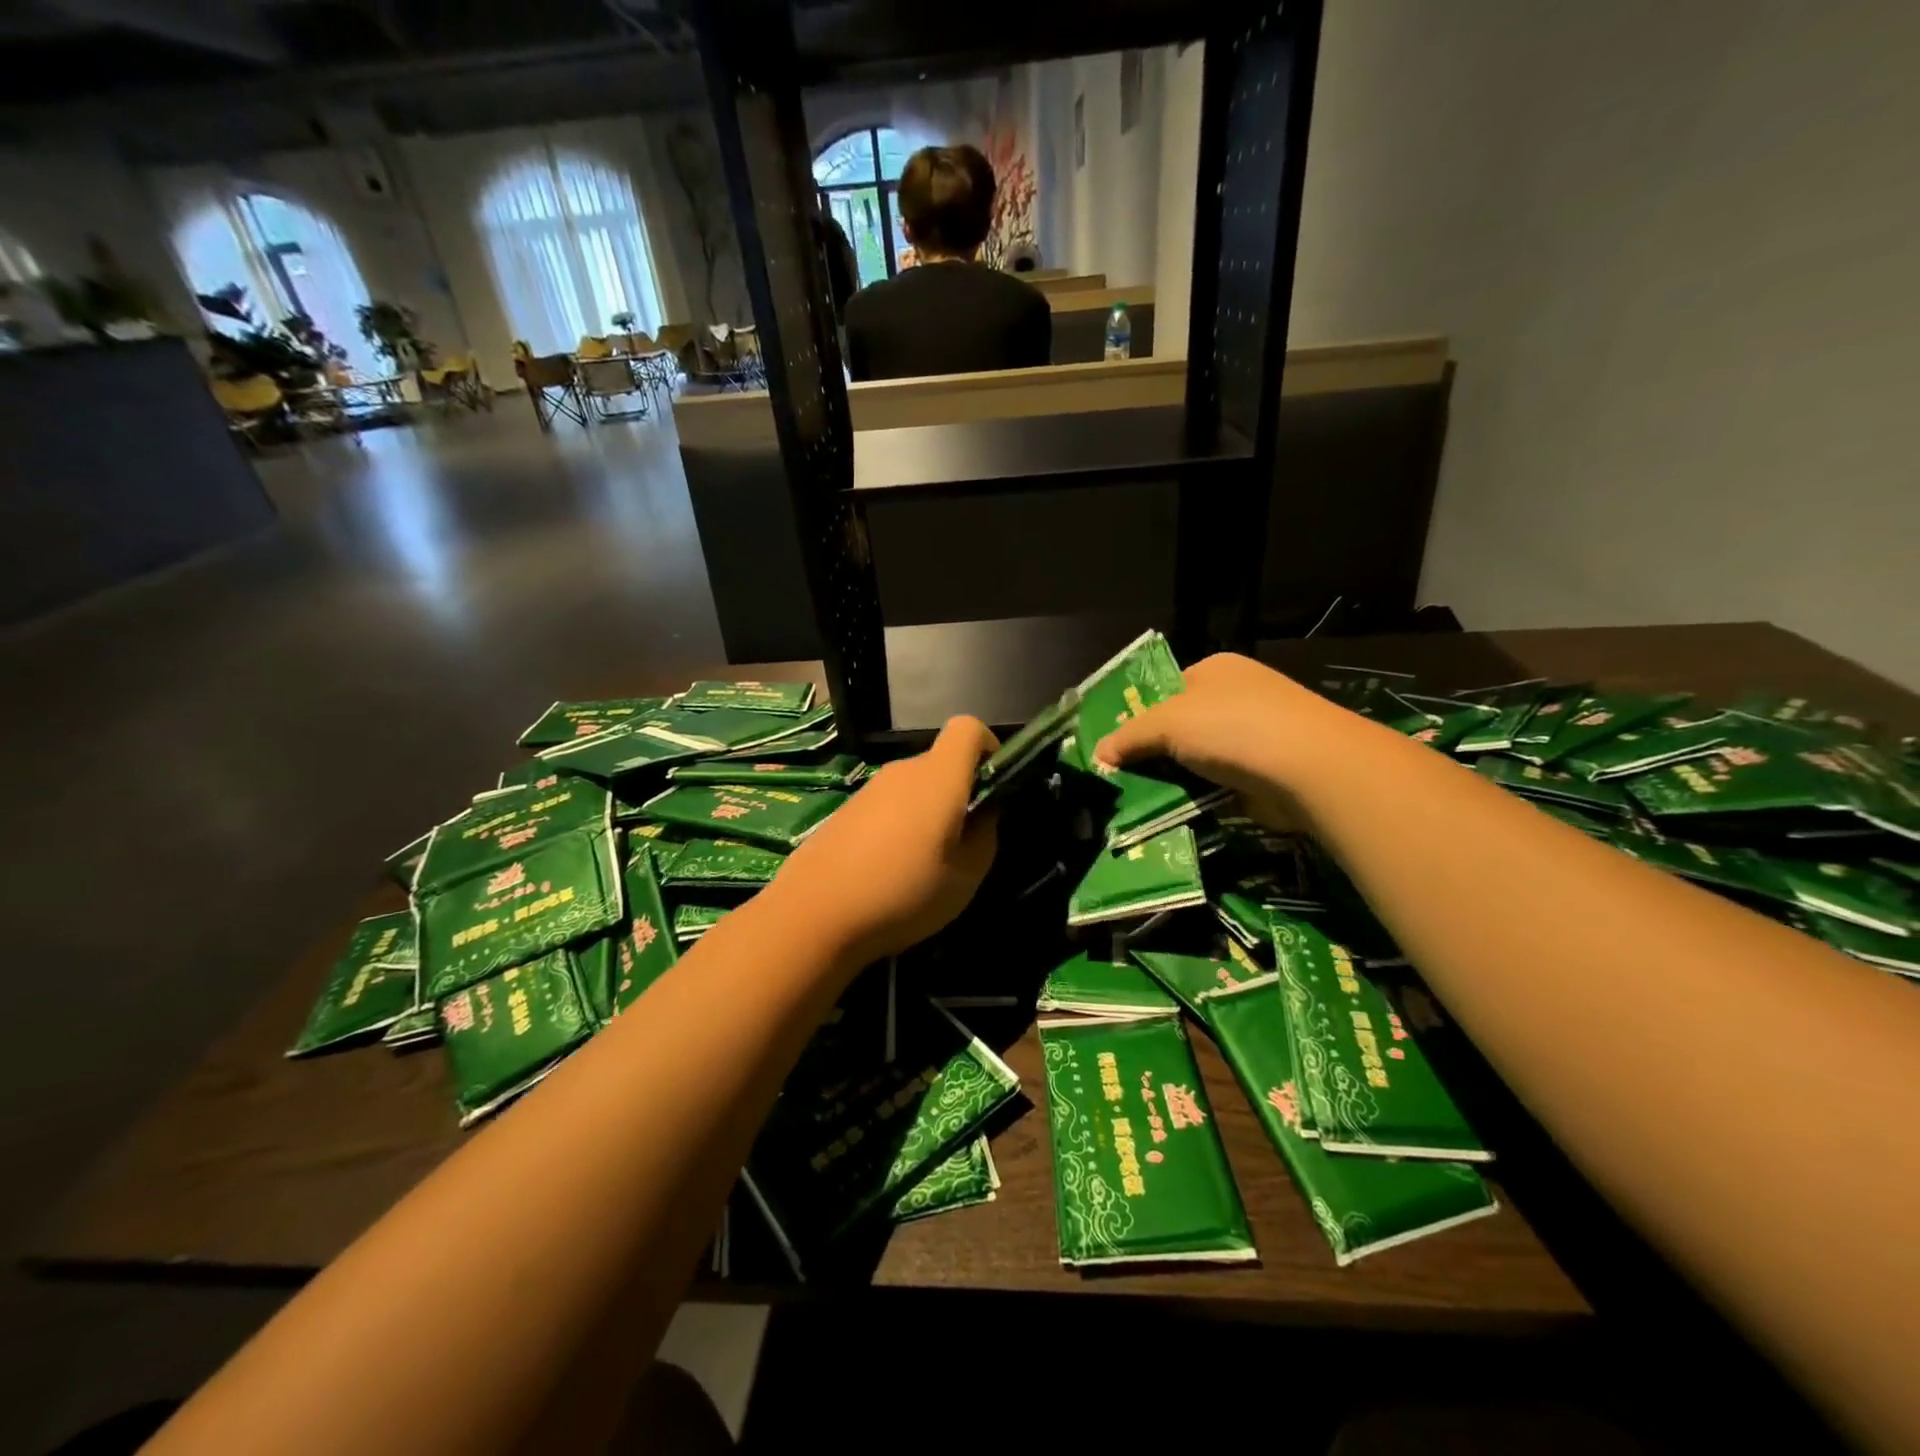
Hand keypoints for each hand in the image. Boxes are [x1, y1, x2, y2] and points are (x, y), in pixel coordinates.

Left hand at [769, 717, 998, 961]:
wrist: (813, 915)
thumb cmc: (903, 894)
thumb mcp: (966, 878)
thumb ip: (985, 837)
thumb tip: (983, 815)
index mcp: (938, 777)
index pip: (968, 728)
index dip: (987, 748)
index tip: (992, 787)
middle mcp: (903, 771)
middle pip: (941, 762)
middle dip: (959, 792)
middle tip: (962, 843)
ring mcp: (869, 789)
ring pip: (913, 787)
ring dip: (927, 813)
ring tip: (924, 865)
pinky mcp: (846, 810)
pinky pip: (887, 805)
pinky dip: (898, 825)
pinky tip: (888, 870)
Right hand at [1093, 653, 1359, 827]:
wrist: (1308, 768)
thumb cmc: (1232, 726)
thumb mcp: (1167, 723)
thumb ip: (1128, 736)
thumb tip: (1097, 754)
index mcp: (1215, 670)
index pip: (1165, 690)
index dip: (1138, 715)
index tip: (1113, 745)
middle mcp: (1236, 697)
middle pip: (1180, 727)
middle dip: (1152, 752)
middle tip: (1119, 778)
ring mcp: (1255, 736)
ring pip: (1197, 760)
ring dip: (1174, 780)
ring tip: (1137, 801)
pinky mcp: (1265, 774)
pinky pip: (1218, 786)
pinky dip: (1199, 798)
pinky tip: (1173, 813)